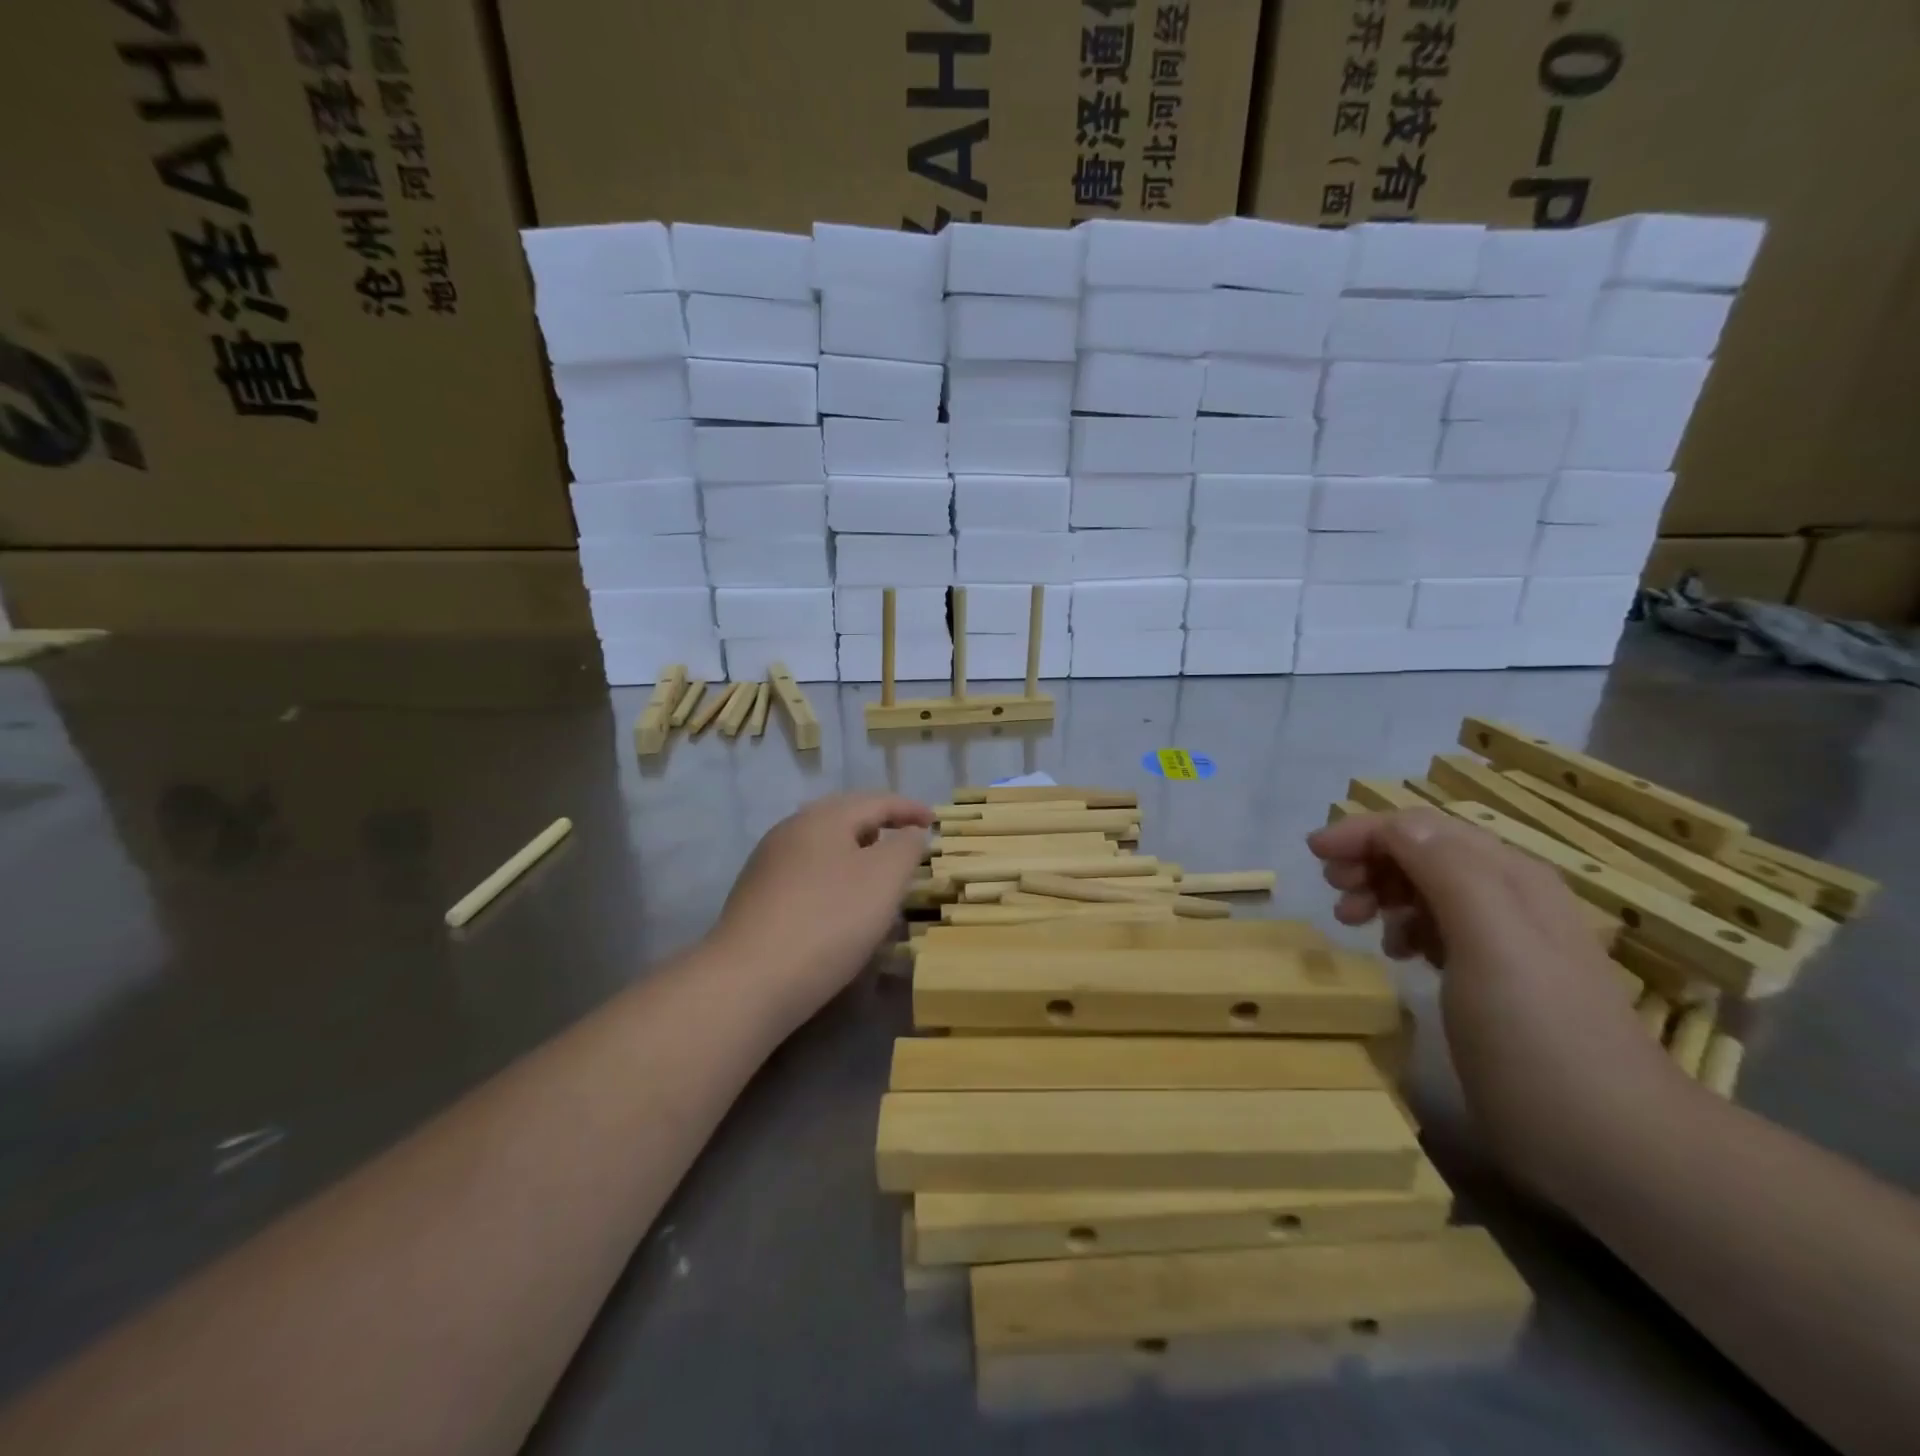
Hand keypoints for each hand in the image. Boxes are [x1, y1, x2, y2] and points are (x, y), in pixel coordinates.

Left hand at [711, 793, 931, 1029]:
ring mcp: (768, 863)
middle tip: (907, 841)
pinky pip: (806, 872)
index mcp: (823, 818)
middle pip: (844, 817)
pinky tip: (840, 903)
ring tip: (878, 873)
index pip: (876, 801)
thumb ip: (906, 848)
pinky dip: (834, 876)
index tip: (934, 821)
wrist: (749, 980)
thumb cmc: (829, 921)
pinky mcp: (756, 896)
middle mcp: (791, 830)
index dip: (909, 809)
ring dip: (856, 852)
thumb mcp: (884, 879)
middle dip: (879, 826)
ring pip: (823, 845)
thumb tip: (910, 834)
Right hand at [1308, 807, 1678, 1197]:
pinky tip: (1397, 953)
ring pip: (1425, 888)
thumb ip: (1447, 872)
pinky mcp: (1495, 980)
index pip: (1423, 828)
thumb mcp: (1492, 942)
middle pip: (1422, 851)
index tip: (1314, 854)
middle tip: (1335, 894)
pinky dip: (1404, 927)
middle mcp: (1509, 897)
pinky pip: (1437, 927)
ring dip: (1381, 892)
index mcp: (1510, 878)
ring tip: (1352, 922)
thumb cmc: (1537, 1035)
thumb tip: (1395, 825)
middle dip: (1369, 860)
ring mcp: (1505, 941)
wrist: (1611, 1142)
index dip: (1364, 831)